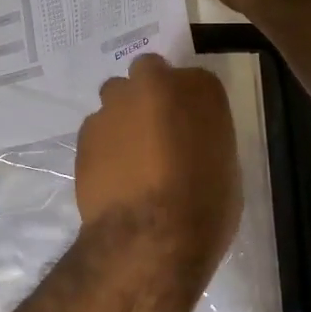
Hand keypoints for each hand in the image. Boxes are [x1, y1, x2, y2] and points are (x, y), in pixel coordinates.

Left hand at [75, 55, 241, 307]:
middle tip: (157, 131)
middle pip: (148, 74)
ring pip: (116, 98)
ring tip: (131, 156)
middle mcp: (153, 84)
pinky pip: (97, 129)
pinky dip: (104, 144)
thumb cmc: (205, 205)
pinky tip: (112, 174)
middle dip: (150, 94)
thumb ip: (202, 138)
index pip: (194, 81)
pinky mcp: (85, 131)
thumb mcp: (224, 166)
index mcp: (198, 88)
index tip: (190, 127)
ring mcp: (114, 105)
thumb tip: (186, 143)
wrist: (150, 237)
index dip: (189, 105)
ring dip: (123, 116)